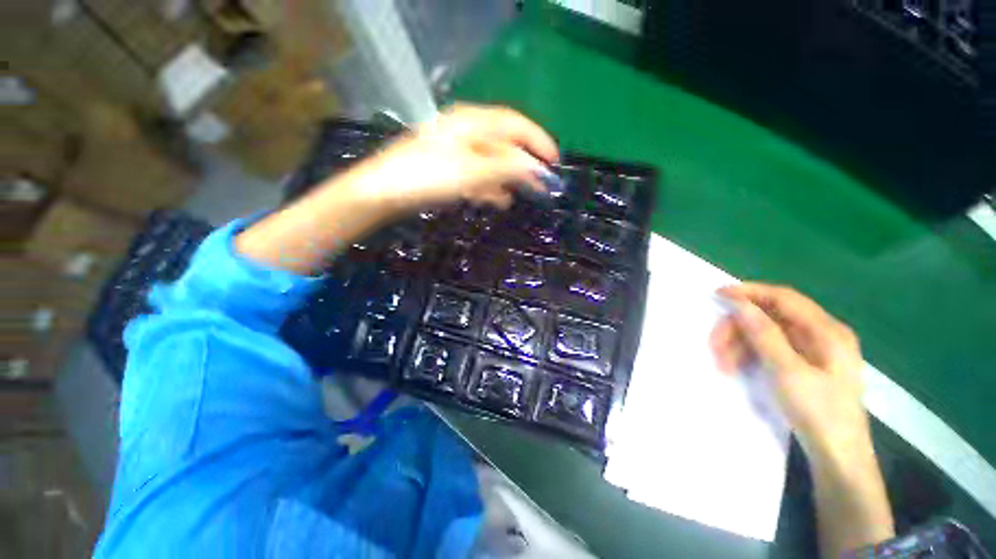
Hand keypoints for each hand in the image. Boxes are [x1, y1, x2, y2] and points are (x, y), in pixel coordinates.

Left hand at [347, 103, 558, 212]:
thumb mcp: (471, 172)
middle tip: (541, 184)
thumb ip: (506, 168)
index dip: (537, 141)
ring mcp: (455, 150)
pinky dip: (490, 187)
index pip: (515, 125)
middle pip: (505, 144)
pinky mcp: (447, 168)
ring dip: (508, 178)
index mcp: (472, 123)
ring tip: (522, 195)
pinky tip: (498, 200)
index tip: (554, 162)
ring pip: (491, 161)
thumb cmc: (426, 177)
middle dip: (525, 164)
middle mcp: (466, 131)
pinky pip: (477, 175)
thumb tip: (535, 168)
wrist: (383, 192)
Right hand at [709, 283, 868, 458]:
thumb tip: (739, 304)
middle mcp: (820, 334)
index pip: (783, 298)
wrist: (838, 457)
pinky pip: (769, 348)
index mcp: (826, 331)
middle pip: (770, 316)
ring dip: (739, 343)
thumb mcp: (789, 373)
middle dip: (738, 327)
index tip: (717, 295)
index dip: (749, 292)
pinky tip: (735, 366)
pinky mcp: (802, 364)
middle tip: (714, 345)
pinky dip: (749, 353)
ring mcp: (811, 350)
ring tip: (722, 364)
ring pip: (765, 333)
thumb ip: (764, 335)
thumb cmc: (819, 413)